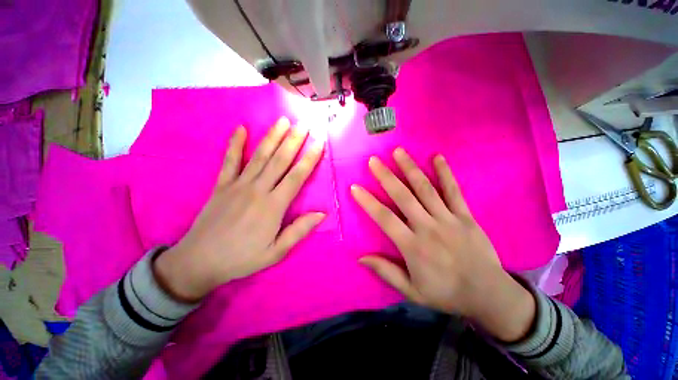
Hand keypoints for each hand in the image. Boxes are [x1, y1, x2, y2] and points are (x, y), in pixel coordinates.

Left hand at [154, 117, 324, 301]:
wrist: (200, 261)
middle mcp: (257, 190)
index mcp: (273, 206)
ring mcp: (237, 185)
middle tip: (304, 123)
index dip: (309, 158)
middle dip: (294, 140)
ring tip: (283, 120)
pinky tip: (241, 129)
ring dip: (272, 137)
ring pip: (259, 156)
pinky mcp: (221, 185)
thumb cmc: (242, 258)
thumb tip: (322, 214)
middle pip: (279, 160)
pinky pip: (229, 161)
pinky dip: (234, 144)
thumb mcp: (276, 252)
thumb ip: (299, 231)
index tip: (319, 142)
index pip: (296, 177)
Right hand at [351, 148, 534, 341]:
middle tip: (374, 160)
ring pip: (425, 189)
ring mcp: (448, 219)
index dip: (368, 202)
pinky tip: (437, 157)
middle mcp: (428, 228)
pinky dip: (445, 173)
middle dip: (386, 177)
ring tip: (398, 152)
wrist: (488, 295)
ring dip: (410, 168)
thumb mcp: (412, 291)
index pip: (384, 218)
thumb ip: (386, 272)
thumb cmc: (446, 293)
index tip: (355, 187)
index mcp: (413, 246)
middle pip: (403, 197)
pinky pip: (454, 191)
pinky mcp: (465, 216)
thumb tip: (360, 257)